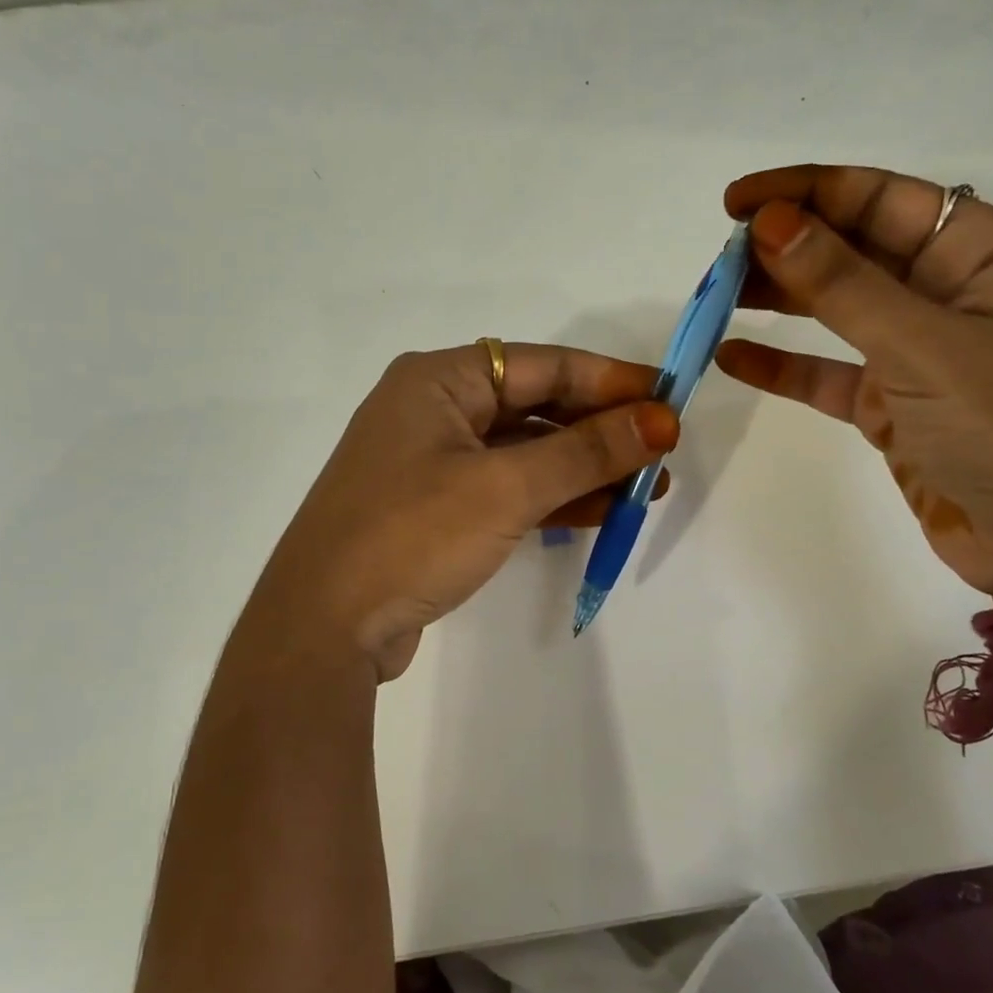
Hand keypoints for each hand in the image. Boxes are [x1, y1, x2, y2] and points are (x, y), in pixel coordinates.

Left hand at [244, 344, 677, 681]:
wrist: (323, 627)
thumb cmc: (412, 535)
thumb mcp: (506, 488)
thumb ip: (587, 452)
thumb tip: (661, 421)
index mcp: (438, 379)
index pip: (542, 365)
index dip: (611, 381)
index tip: (670, 400)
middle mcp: (431, 410)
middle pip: (534, 406)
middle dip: (601, 430)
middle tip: (663, 452)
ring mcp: (430, 462)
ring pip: (524, 452)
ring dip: (584, 468)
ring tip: (649, 488)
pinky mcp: (434, 509)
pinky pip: (506, 489)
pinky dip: (552, 498)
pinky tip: (604, 511)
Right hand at [716, 165, 992, 614]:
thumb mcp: (925, 346)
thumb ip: (843, 284)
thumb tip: (769, 223)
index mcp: (986, 254)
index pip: (884, 199)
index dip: (808, 192)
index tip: (736, 204)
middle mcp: (952, 293)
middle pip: (855, 250)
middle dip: (788, 247)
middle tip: (718, 257)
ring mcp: (920, 353)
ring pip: (836, 310)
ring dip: (779, 300)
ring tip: (716, 297)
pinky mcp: (893, 406)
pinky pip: (828, 373)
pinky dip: (784, 365)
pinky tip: (733, 357)